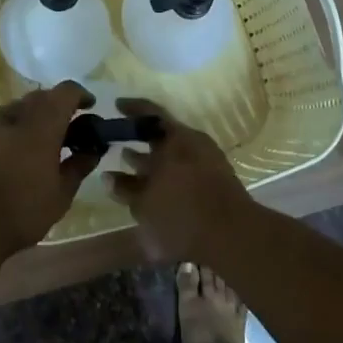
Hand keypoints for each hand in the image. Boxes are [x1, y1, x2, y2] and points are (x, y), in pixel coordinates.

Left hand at [0, 82, 102, 255]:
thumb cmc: (22, 208)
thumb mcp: (61, 193)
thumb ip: (79, 166)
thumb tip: (93, 150)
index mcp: (43, 121)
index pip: (66, 91)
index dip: (81, 95)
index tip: (91, 108)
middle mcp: (18, 113)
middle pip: (43, 97)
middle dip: (59, 108)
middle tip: (72, 132)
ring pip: (21, 108)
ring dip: (37, 118)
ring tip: (46, 145)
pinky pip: (5, 123)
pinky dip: (18, 130)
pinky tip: (21, 156)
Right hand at [105, 99, 255, 261]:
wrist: (234, 236)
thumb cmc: (182, 216)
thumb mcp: (144, 206)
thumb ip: (125, 188)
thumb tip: (108, 176)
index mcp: (174, 138)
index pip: (150, 112)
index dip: (132, 107)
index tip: (116, 105)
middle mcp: (192, 141)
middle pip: (162, 132)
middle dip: (139, 137)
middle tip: (118, 140)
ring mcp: (208, 158)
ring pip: (174, 150)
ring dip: (152, 156)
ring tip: (130, 162)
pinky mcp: (217, 176)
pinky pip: (186, 164)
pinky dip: (167, 169)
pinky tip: (156, 185)